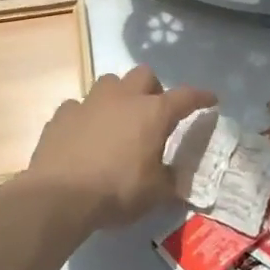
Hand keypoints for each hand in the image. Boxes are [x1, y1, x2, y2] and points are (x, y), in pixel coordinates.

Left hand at [24, 65, 214, 230]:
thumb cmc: (116, 191)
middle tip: (153, 113)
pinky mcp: (62, 114)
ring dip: (118, 96)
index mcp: (152, 113)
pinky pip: (79, 106)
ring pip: (109, 83)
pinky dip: (87, 117)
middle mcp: (122, 98)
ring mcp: (89, 102)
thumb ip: (169, 181)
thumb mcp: (155, 194)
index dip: (200, 97)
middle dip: (153, 89)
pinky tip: (85, 136)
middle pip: (144, 74)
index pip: (185, 97)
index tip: (210, 99)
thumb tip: (175, 178)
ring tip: (118, 120)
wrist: (59, 195)